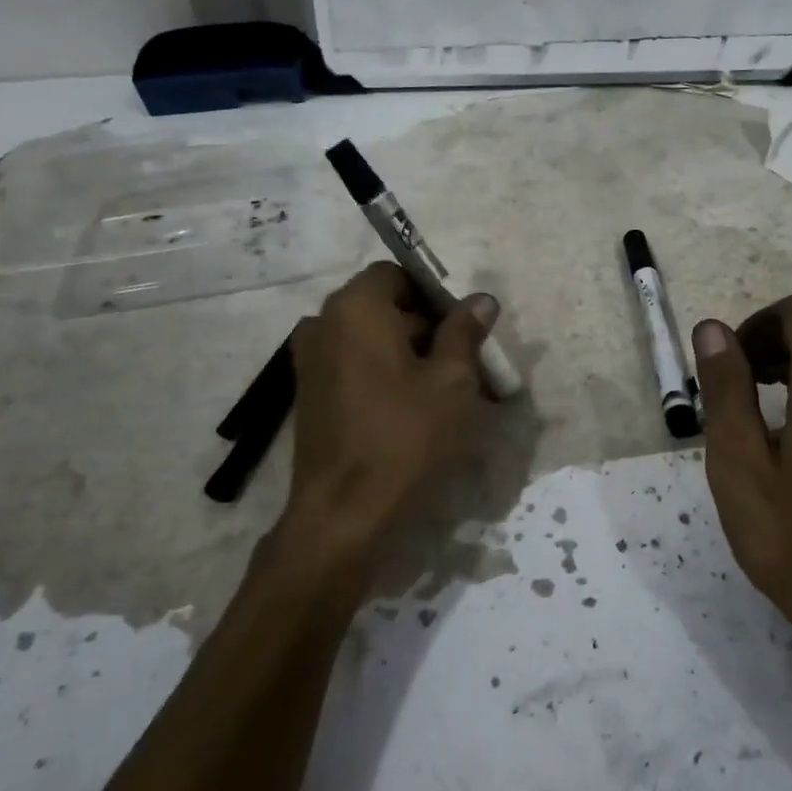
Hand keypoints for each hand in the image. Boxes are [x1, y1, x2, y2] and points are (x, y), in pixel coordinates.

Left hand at [278, 262, 498, 576]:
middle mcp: (323, 325)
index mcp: (354, 308)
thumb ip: (465, 332)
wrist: (344, 516)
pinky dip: (387, 376)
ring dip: (411, 356)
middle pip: (385, 308)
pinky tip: (418, 410)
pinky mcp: (311, 397)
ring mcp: (311, 363)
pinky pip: (356, 368)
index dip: (435, 294)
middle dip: (429, 328)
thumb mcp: (452, 381)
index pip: (397, 274)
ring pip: (372, 341)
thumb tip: (481, 300)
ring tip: (450, 391)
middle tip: (468, 363)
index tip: (465, 326)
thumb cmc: (405, 437)